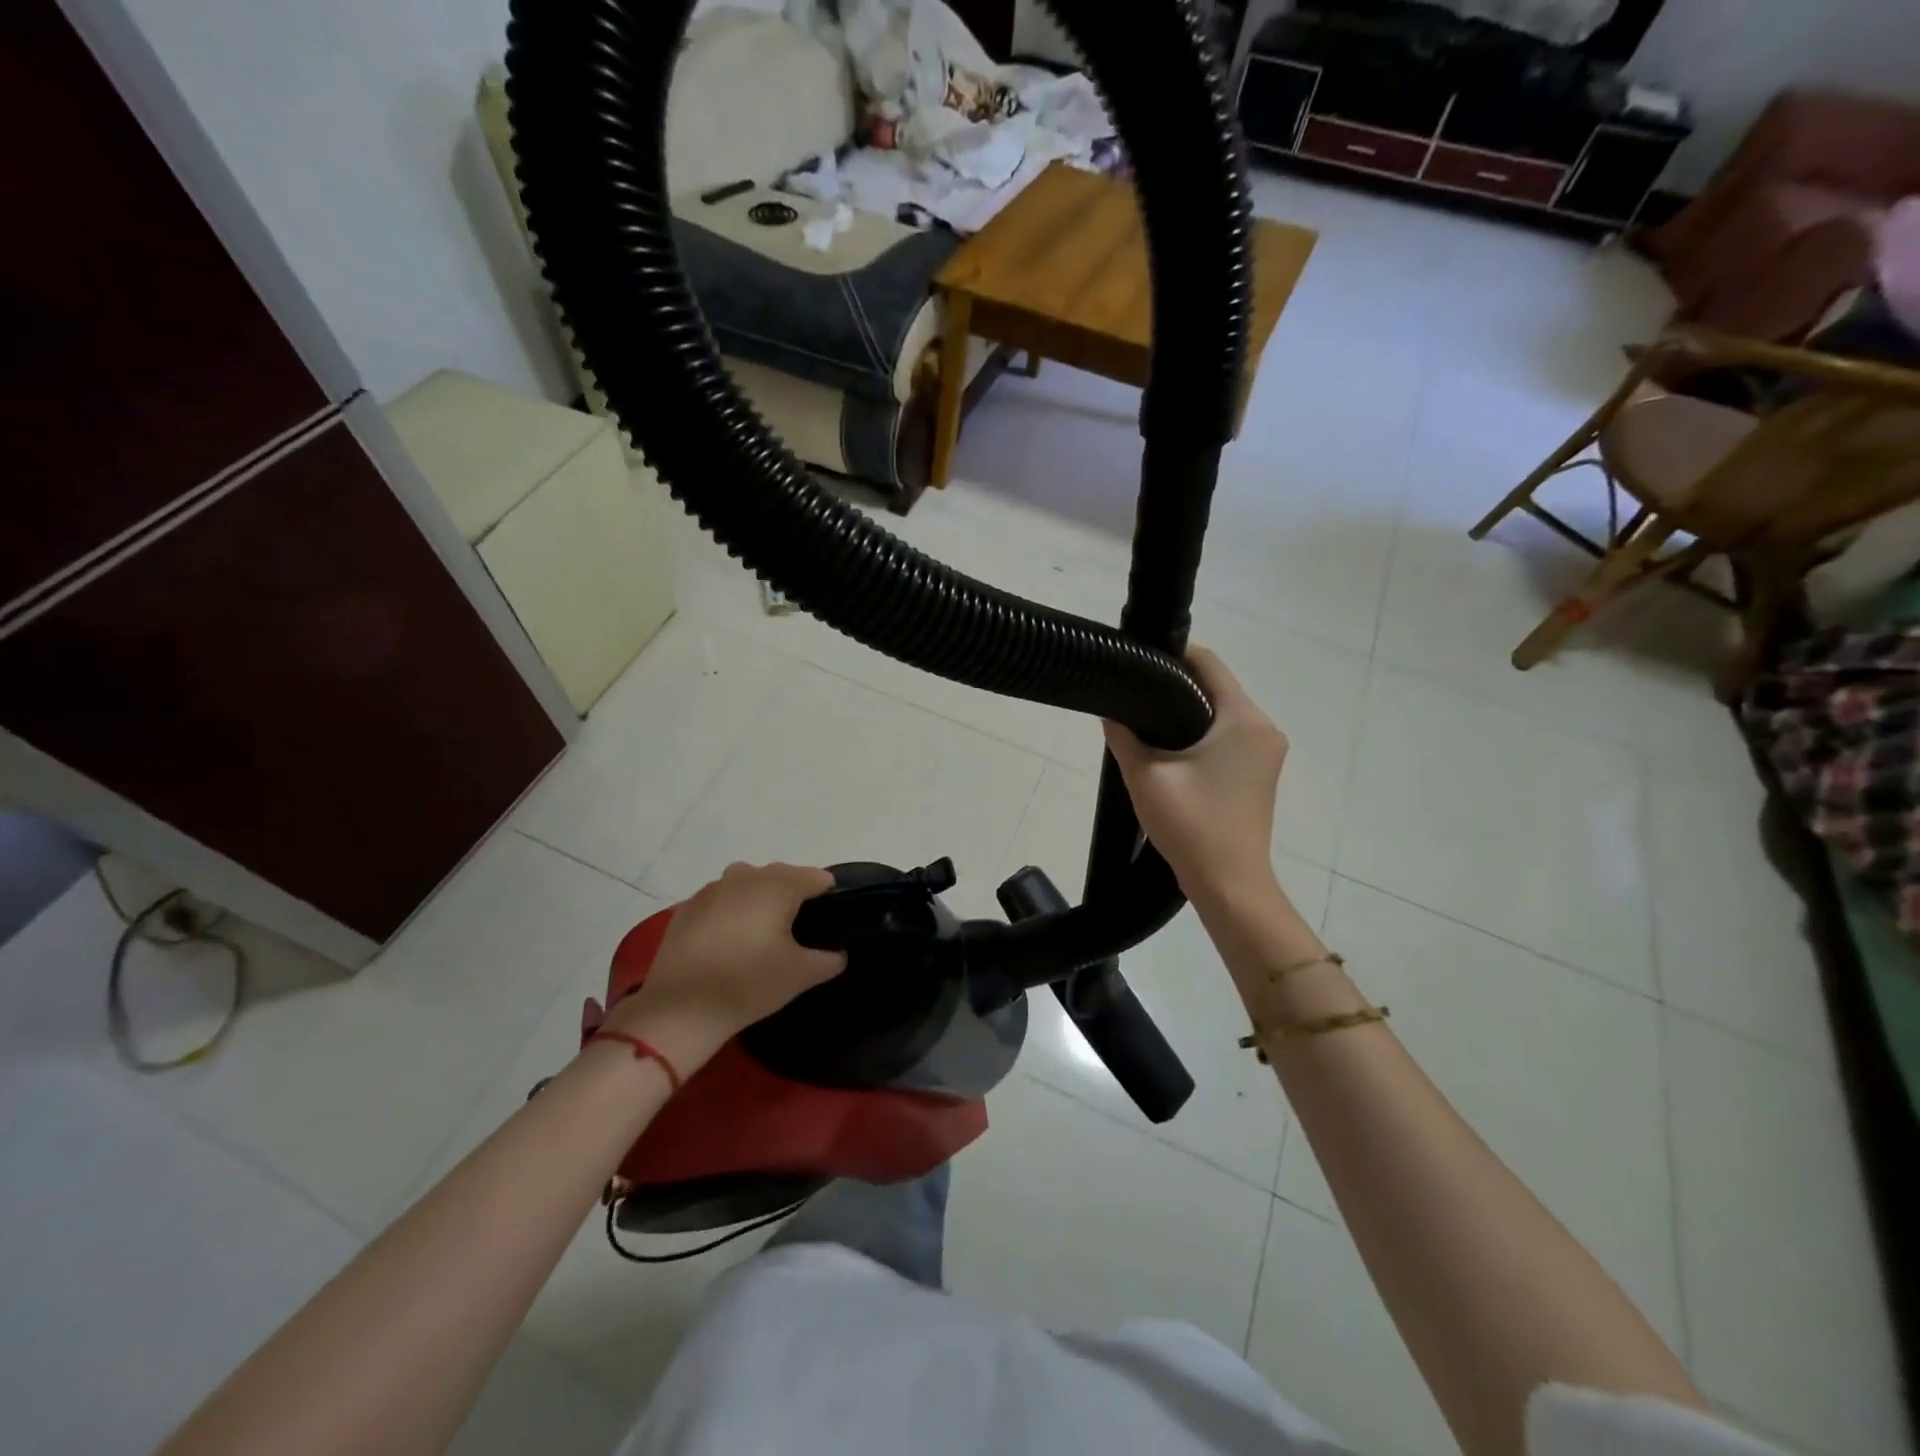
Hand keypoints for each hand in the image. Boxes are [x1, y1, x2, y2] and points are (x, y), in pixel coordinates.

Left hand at [601, 863, 845, 1070]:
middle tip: (797, 935)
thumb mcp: (801, 975)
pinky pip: (721, 901)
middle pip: (782, 876)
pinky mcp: (687, 907)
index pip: (817, 878)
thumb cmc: (749, 982)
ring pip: (749, 884)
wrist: (681, 1008)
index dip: (828, 898)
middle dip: (793, 898)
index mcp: (779, 885)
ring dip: (760, 901)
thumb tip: (837, 953)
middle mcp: (746, 876)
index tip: (828, 924)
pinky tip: (729, 943)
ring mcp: (712, 889)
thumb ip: (829, 960)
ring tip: (762, 936)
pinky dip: (731, 913)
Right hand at [1103, 647, 1287, 908]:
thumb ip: (1124, 736)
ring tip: (1145, 720)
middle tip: (1134, 692)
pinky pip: (1229, 737)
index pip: (1209, 663)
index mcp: (1244, 719)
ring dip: (1188, 712)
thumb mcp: (1146, 776)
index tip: (1138, 658)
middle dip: (1176, 685)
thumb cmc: (1192, 826)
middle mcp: (1264, 728)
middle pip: (1217, 687)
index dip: (1173, 654)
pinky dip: (1201, 734)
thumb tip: (1110, 711)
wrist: (1229, 885)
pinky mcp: (1260, 773)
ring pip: (1221, 714)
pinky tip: (1170, 750)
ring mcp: (1266, 752)